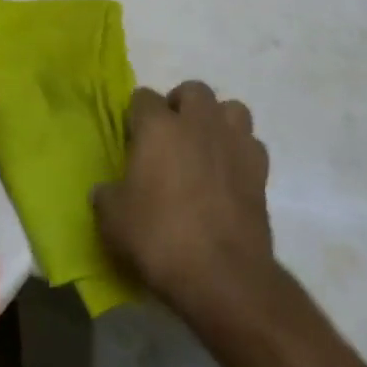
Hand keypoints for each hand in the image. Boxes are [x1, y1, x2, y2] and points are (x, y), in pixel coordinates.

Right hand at [94, 81, 273, 316]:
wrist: (223, 276)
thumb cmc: (160, 239)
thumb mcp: (113, 221)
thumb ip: (107, 196)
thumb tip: (106, 191)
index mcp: (158, 127)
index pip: (143, 97)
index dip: (136, 116)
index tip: (133, 139)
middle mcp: (197, 123)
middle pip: (193, 90)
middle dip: (181, 105)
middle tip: (171, 135)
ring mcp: (233, 143)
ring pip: (231, 109)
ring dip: (217, 120)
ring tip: (205, 146)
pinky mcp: (260, 171)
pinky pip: (251, 144)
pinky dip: (240, 151)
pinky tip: (229, 173)